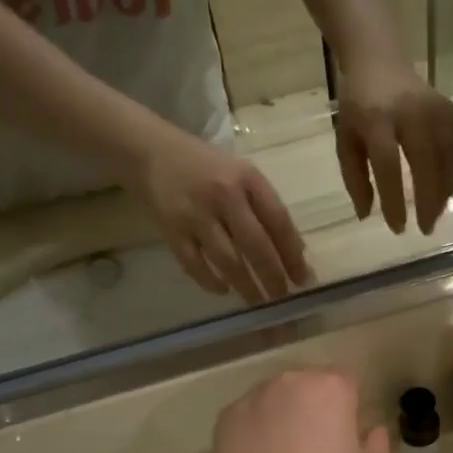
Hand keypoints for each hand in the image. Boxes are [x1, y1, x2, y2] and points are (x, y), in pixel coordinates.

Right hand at [134, 134, 310, 302]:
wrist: (149, 151)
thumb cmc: (205, 166)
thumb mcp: (241, 174)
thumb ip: (265, 207)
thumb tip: (294, 252)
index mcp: (246, 179)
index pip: (278, 221)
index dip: (292, 253)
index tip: (303, 278)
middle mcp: (223, 196)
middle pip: (255, 245)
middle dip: (272, 276)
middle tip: (281, 297)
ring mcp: (195, 215)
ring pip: (228, 260)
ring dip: (246, 286)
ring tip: (258, 301)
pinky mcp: (171, 231)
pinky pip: (195, 265)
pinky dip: (210, 281)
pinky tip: (223, 290)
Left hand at [211, 370, 389, 452]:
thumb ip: (377, 446)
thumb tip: (375, 430)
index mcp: (331, 388)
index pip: (347, 379)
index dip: (348, 402)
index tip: (345, 429)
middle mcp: (292, 380)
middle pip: (309, 382)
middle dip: (314, 403)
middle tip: (314, 441)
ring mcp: (255, 395)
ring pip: (276, 396)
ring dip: (282, 412)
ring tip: (281, 451)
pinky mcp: (228, 414)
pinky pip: (249, 414)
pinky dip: (254, 428)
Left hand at [335, 61, 452, 235]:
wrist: (380, 63)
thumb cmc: (358, 109)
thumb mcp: (345, 142)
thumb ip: (354, 178)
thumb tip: (367, 215)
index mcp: (376, 120)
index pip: (388, 165)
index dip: (394, 200)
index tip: (398, 228)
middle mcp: (410, 112)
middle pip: (426, 162)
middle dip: (428, 200)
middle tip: (426, 228)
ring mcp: (435, 107)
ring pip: (449, 155)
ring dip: (446, 190)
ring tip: (436, 213)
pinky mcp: (451, 109)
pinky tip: (448, 188)